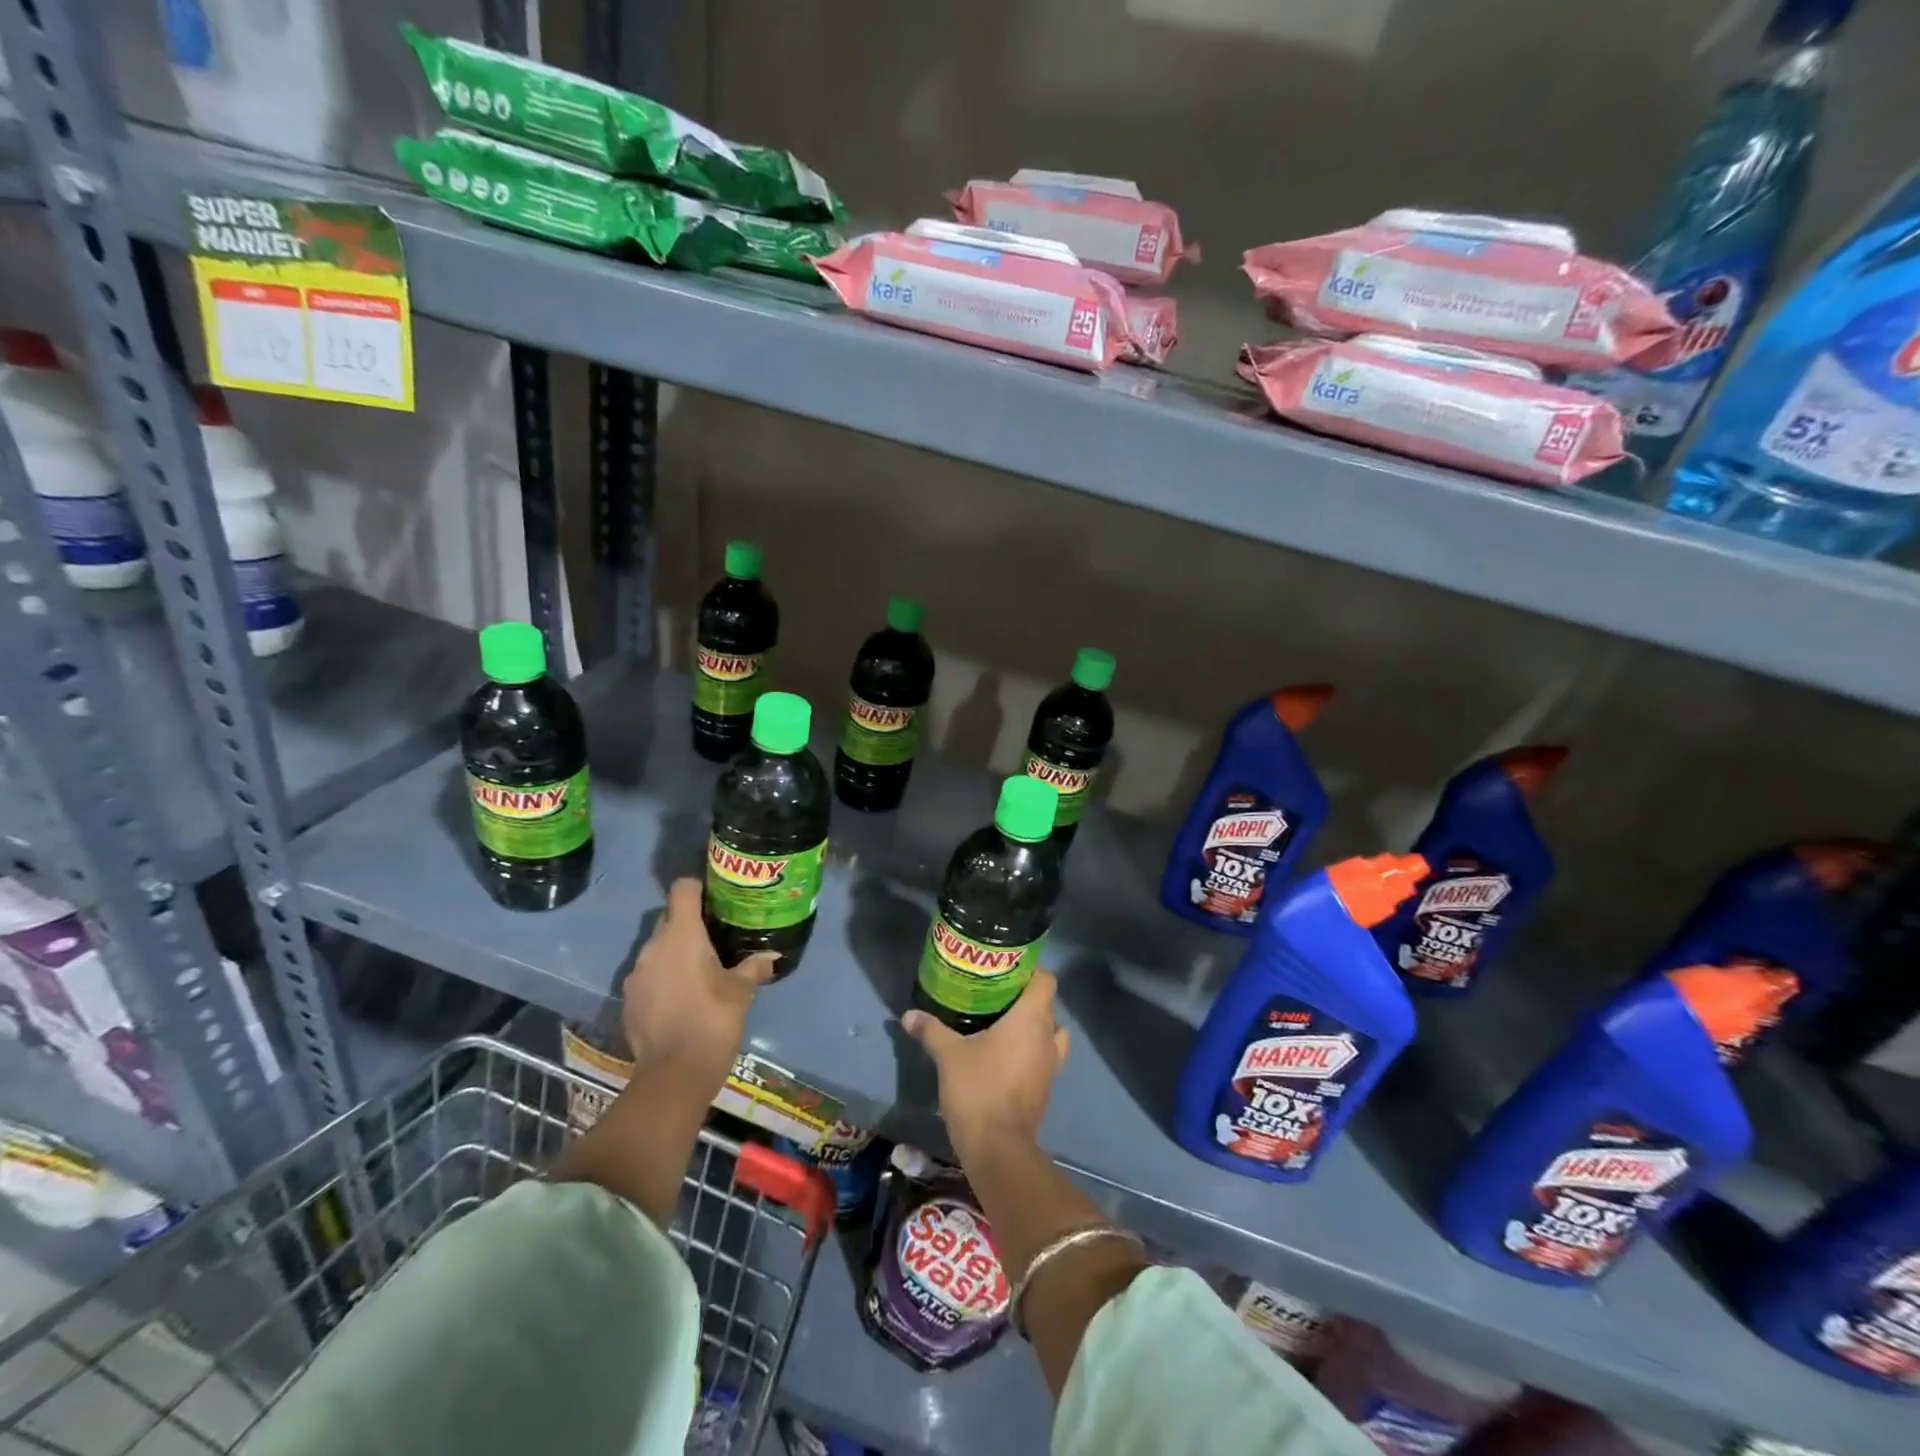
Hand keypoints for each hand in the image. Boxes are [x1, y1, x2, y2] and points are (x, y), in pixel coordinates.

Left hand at [621, 878, 775, 1096]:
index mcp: (681, 935)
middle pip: (668, 918)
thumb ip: (754, 967)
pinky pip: (647, 976)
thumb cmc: (713, 1020)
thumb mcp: (741, 992)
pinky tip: (681, 999)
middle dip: (689, 924)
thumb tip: (772, 956)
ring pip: (657, 949)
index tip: (715, 898)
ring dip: (674, 954)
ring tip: (699, 971)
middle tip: (715, 938)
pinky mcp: (628, 1000)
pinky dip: (662, 979)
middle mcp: (653, 947)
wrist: (674, 1074)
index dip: (698, 888)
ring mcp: (635, 974)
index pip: (682, 890)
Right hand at [902, 970, 1069, 1158]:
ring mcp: (1051, 1065)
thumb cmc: (978, 1089)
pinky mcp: (1045, 1088)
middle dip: (1024, 999)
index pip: (1045, 980)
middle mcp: (1047, 1037)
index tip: (1007, 970)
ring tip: (1003, 1025)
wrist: (998, 1148)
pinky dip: (1030, 1052)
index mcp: (1031, 1019)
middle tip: (995, 995)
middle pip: (1046, 1005)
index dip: (1030, 971)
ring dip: (1033, 1028)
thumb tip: (909, 1014)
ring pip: (1050, 1034)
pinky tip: (1004, 1055)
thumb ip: (931, 1030)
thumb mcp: (948, 1055)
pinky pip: (1044, 1058)